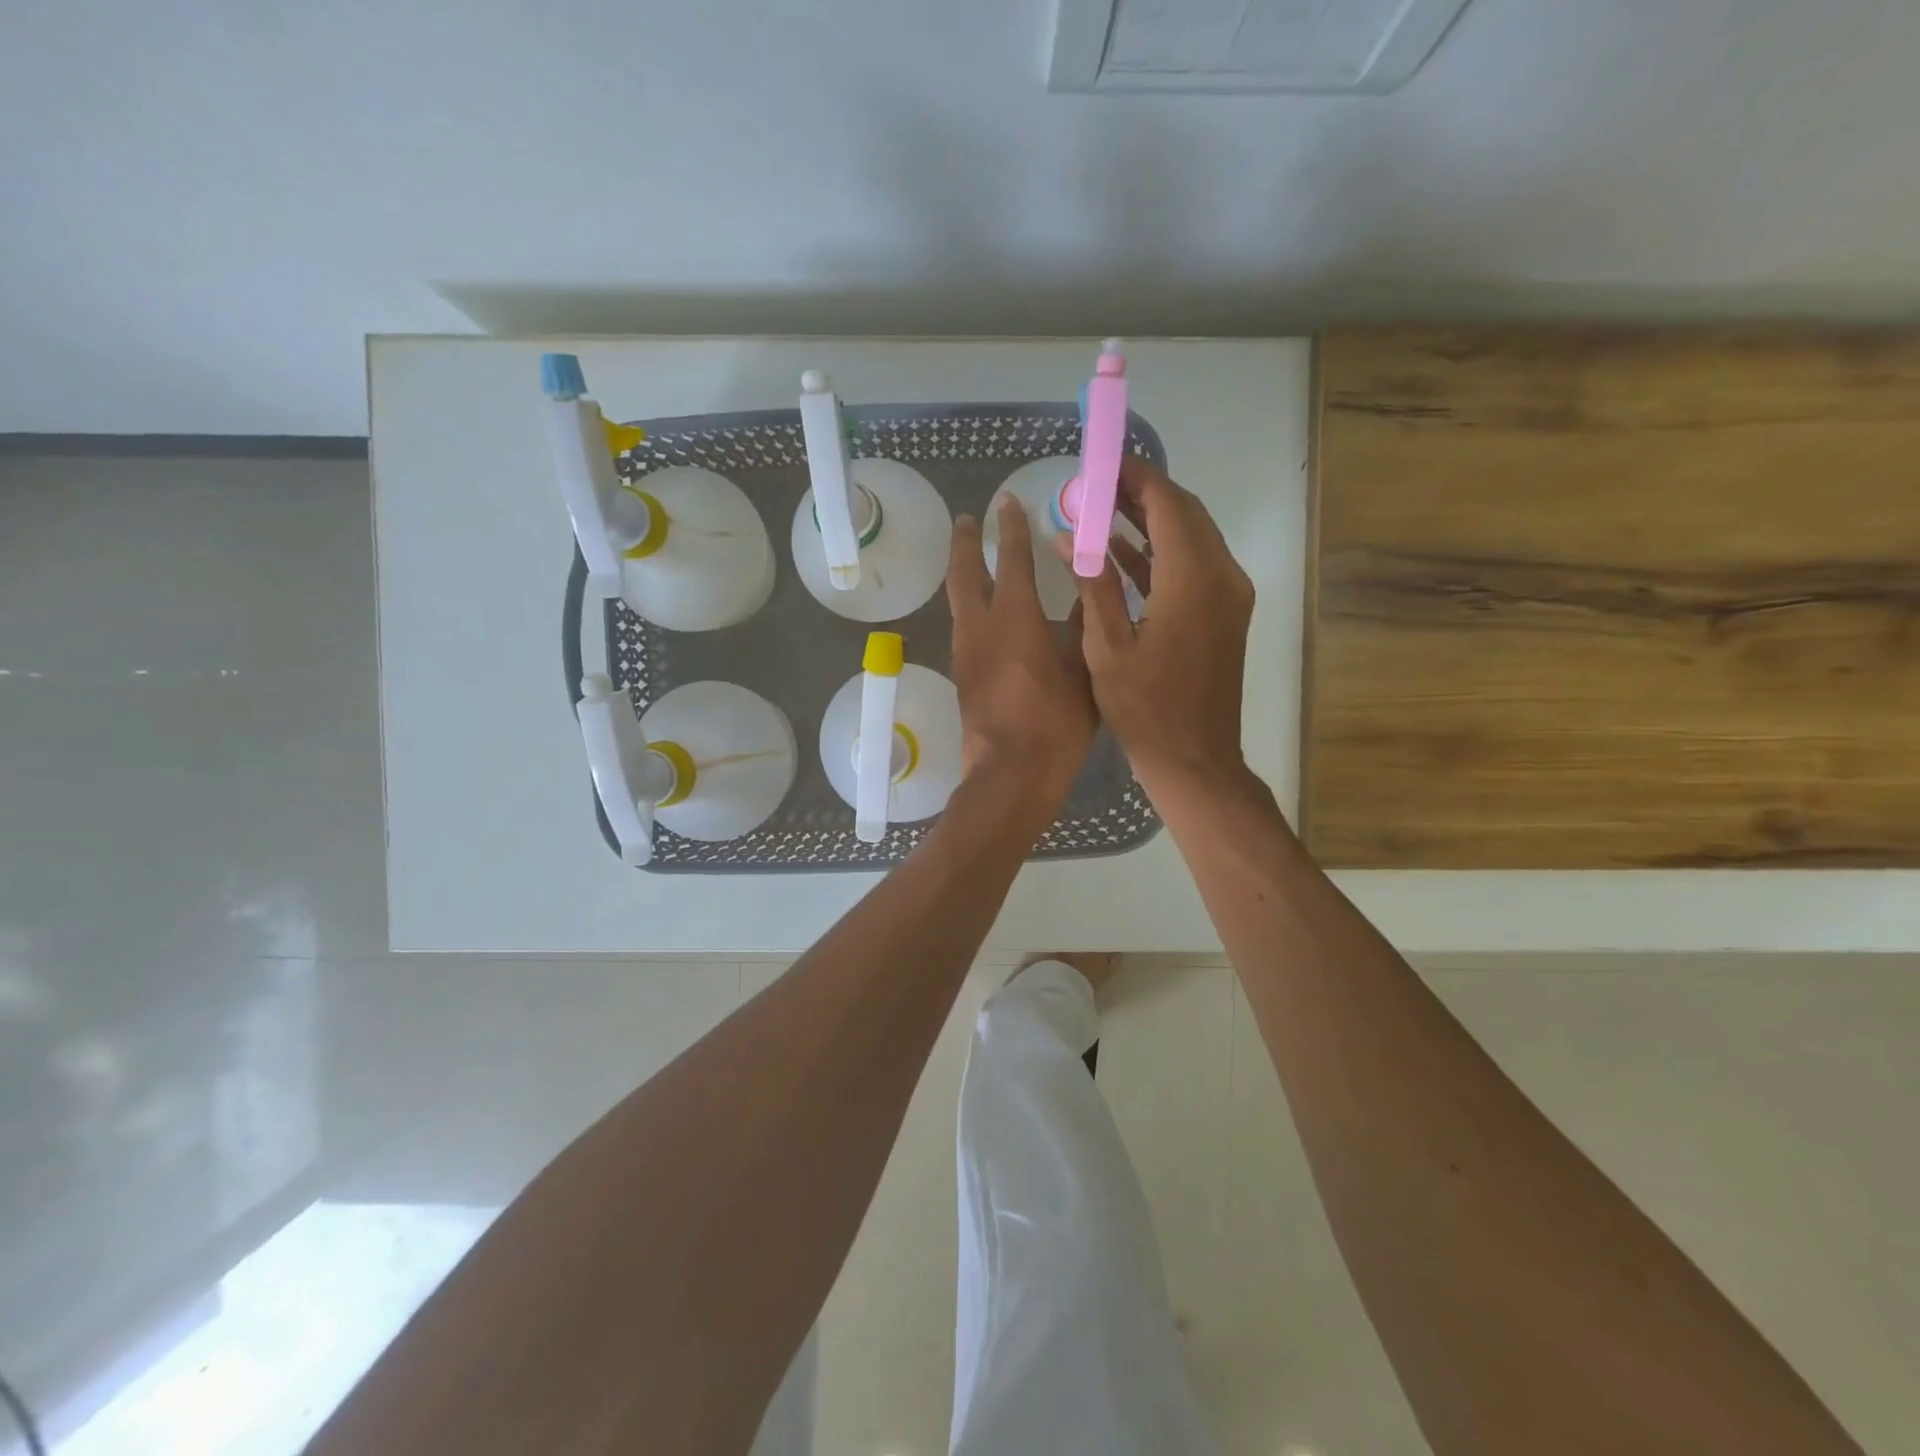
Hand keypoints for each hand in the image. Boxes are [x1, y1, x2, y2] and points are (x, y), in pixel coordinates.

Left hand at [947, 496, 1097, 809]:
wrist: (1011, 774)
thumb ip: (1083, 628)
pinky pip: (963, 627)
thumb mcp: (1084, 670)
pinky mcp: (963, 676)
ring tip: (969, 559)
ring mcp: (965, 652)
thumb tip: (1084, 596)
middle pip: (964, 573)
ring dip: (962, 574)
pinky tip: (982, 613)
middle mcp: (981, 627)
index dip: (1011, 528)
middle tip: (967, 520)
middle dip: (966, 542)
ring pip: (958, 601)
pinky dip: (969, 606)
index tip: (1007, 503)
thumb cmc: (1055, 723)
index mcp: (1015, 618)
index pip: (1011, 559)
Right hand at [1058, 456, 1253, 801]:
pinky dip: (1160, 553)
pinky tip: (1120, 550)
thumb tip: (1072, 535)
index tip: (1101, 460)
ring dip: (1151, 520)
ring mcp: (1230, 595)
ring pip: (1192, 537)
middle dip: (1141, 493)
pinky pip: (1194, 565)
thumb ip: (1092, 583)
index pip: (1167, 505)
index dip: (1134, 477)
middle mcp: (1222, 576)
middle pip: (1185, 513)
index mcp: (1193, 580)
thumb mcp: (1106, 647)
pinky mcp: (1225, 613)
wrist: (1194, 759)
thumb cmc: (1145, 709)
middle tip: (1096, 484)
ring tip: (1101, 508)